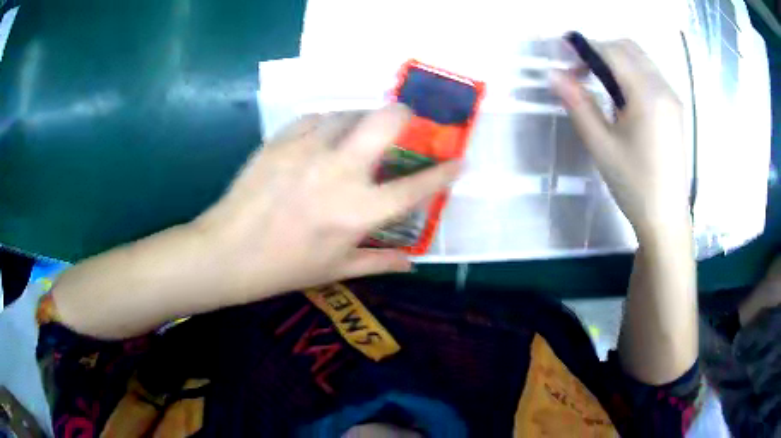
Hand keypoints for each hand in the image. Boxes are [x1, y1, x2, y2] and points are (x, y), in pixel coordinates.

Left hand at [193, 104, 459, 304]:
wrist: (226, 252)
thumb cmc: (283, 268)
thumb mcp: (335, 270)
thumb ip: (379, 263)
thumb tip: (412, 263)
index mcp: (358, 212)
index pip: (416, 187)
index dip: (444, 172)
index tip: (459, 160)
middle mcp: (340, 172)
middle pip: (385, 122)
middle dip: (404, 114)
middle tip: (406, 120)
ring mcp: (308, 150)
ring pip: (348, 113)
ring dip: (360, 120)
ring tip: (355, 133)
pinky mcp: (281, 140)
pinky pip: (315, 118)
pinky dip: (326, 124)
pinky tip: (321, 137)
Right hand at [552, 40, 689, 240]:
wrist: (666, 218)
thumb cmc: (634, 184)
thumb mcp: (601, 145)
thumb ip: (578, 104)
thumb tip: (553, 75)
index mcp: (647, 95)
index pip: (612, 52)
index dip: (585, 48)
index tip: (563, 56)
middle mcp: (663, 88)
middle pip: (628, 48)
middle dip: (600, 51)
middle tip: (580, 73)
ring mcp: (672, 98)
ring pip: (640, 59)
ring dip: (616, 61)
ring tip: (598, 86)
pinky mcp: (675, 109)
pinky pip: (650, 75)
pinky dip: (630, 73)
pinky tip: (621, 100)